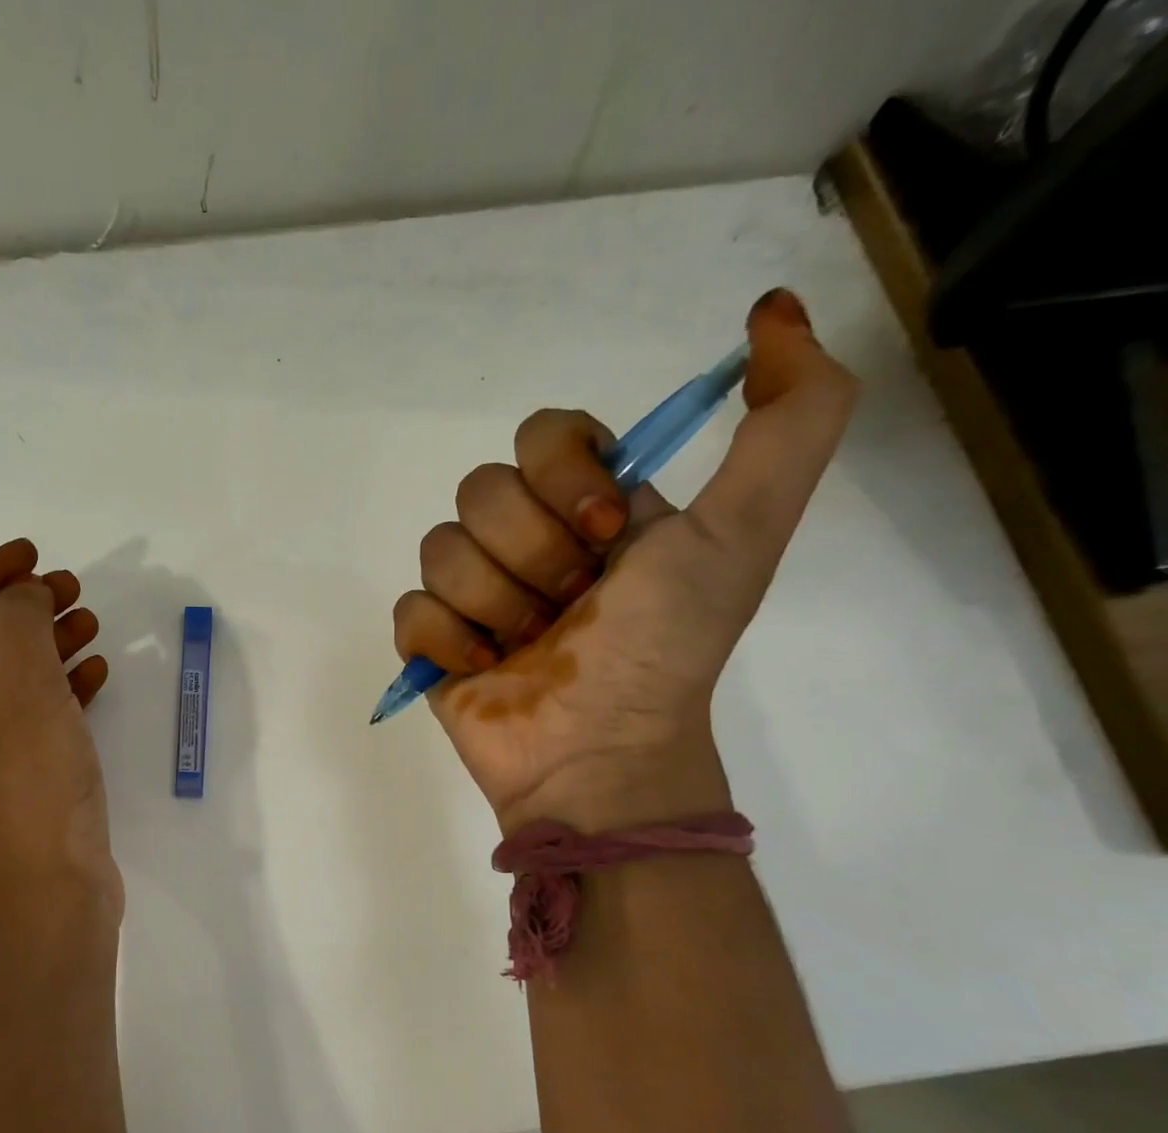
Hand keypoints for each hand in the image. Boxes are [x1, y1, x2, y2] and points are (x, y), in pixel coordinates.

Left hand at [0, 538, 121, 921]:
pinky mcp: (20, 778)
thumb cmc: (30, 787)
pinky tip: (99, 673)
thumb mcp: (24, 691)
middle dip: (22, 608)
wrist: (52, 897)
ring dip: (48, 643)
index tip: (31, 557)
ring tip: (93, 621)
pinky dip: (63, 686)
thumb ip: (20, 625)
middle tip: (72, 587)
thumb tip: (23, 593)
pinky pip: (36, 715)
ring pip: (11, 678)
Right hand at [393, 289, 858, 832]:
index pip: (541, 433)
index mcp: (590, 505)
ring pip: (440, 548)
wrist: (600, 752)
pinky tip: (483, 668)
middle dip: (534, 555)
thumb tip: (774, 310)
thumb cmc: (665, 647)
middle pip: (481, 490)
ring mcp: (473, 592)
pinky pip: (410, 608)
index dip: (564, 477)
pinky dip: (448, 640)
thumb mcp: (743, 531)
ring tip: (528, 648)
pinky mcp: (431, 641)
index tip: (607, 536)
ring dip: (496, 603)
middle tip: (572, 608)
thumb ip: (792, 420)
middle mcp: (526, 539)